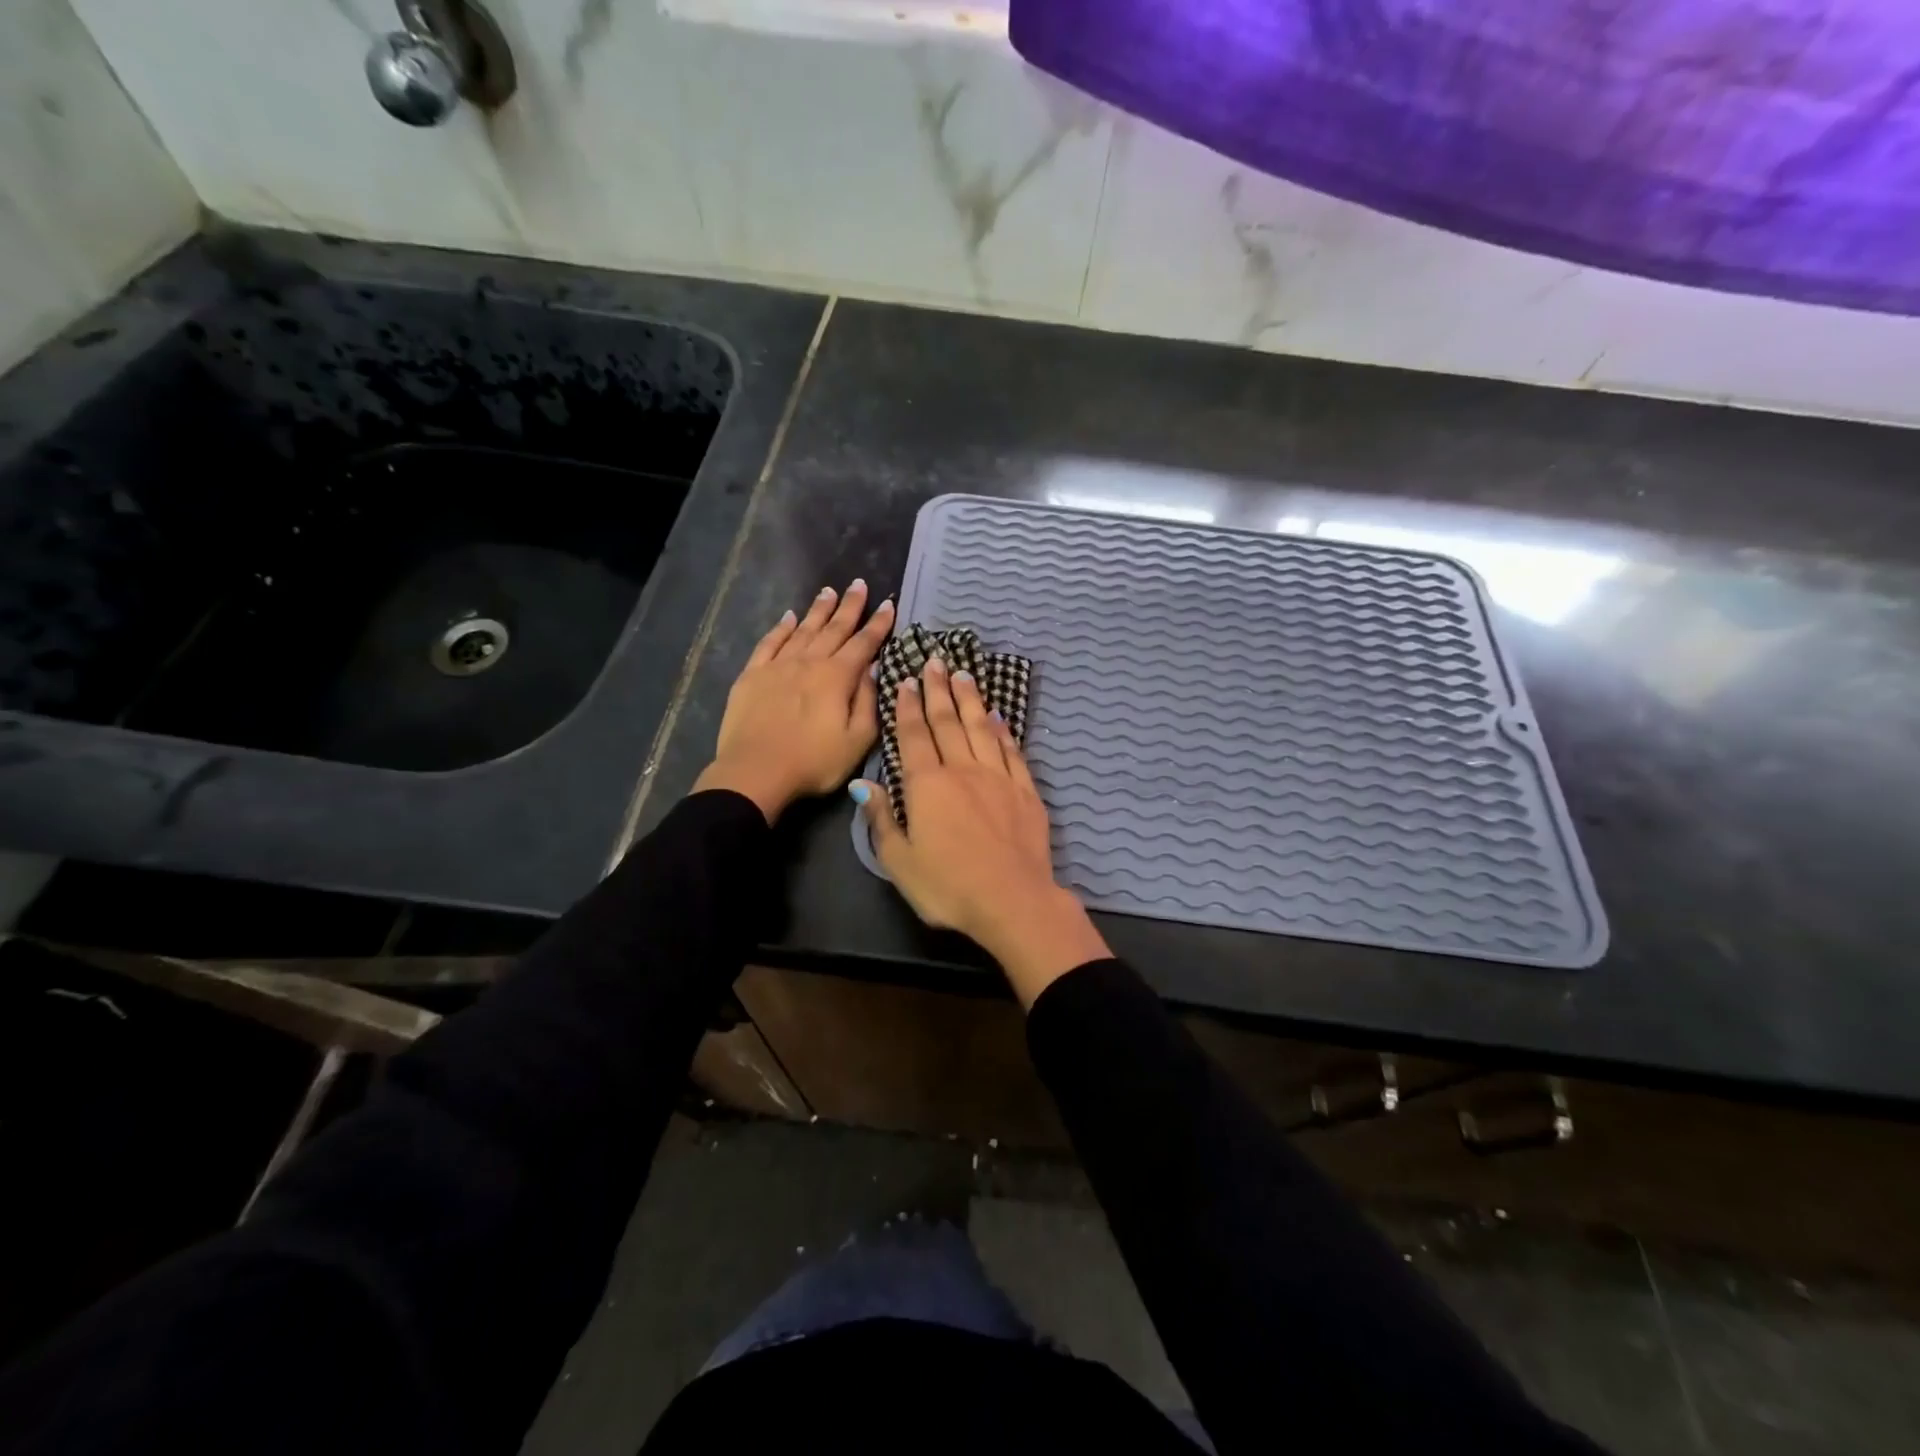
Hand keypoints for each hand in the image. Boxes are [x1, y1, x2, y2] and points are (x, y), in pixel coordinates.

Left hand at [694, 580, 894, 822]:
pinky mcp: (752, 675)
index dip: (878, 624)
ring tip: (829, 591)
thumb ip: (868, 701)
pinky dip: (781, 628)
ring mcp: (778, 666)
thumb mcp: (857, 740)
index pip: (864, 643)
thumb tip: (872, 668)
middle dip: (850, 606)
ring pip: (803, 630)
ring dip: (818, 610)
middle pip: (834, 628)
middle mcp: (809, 662)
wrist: (756, 771)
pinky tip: (789, 617)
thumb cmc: (814, 762)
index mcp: (837, 677)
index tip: (888, 604)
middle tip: (859, 584)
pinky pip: (770, 643)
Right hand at [854, 656, 1109, 1006]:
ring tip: (964, 675)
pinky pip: (1011, 751)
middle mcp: (963, 770)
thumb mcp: (900, 861)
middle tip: (936, 661)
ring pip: (981, 728)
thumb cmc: (948, 887)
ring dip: (970, 700)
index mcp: (927, 785)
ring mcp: (998, 778)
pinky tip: (998, 716)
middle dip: (939, 690)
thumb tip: (862, 784)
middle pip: (948, 722)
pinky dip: (1002, 730)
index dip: (908, 706)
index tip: (907, 680)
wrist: (1012, 901)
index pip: (914, 736)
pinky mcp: (1025, 791)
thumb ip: (881, 819)